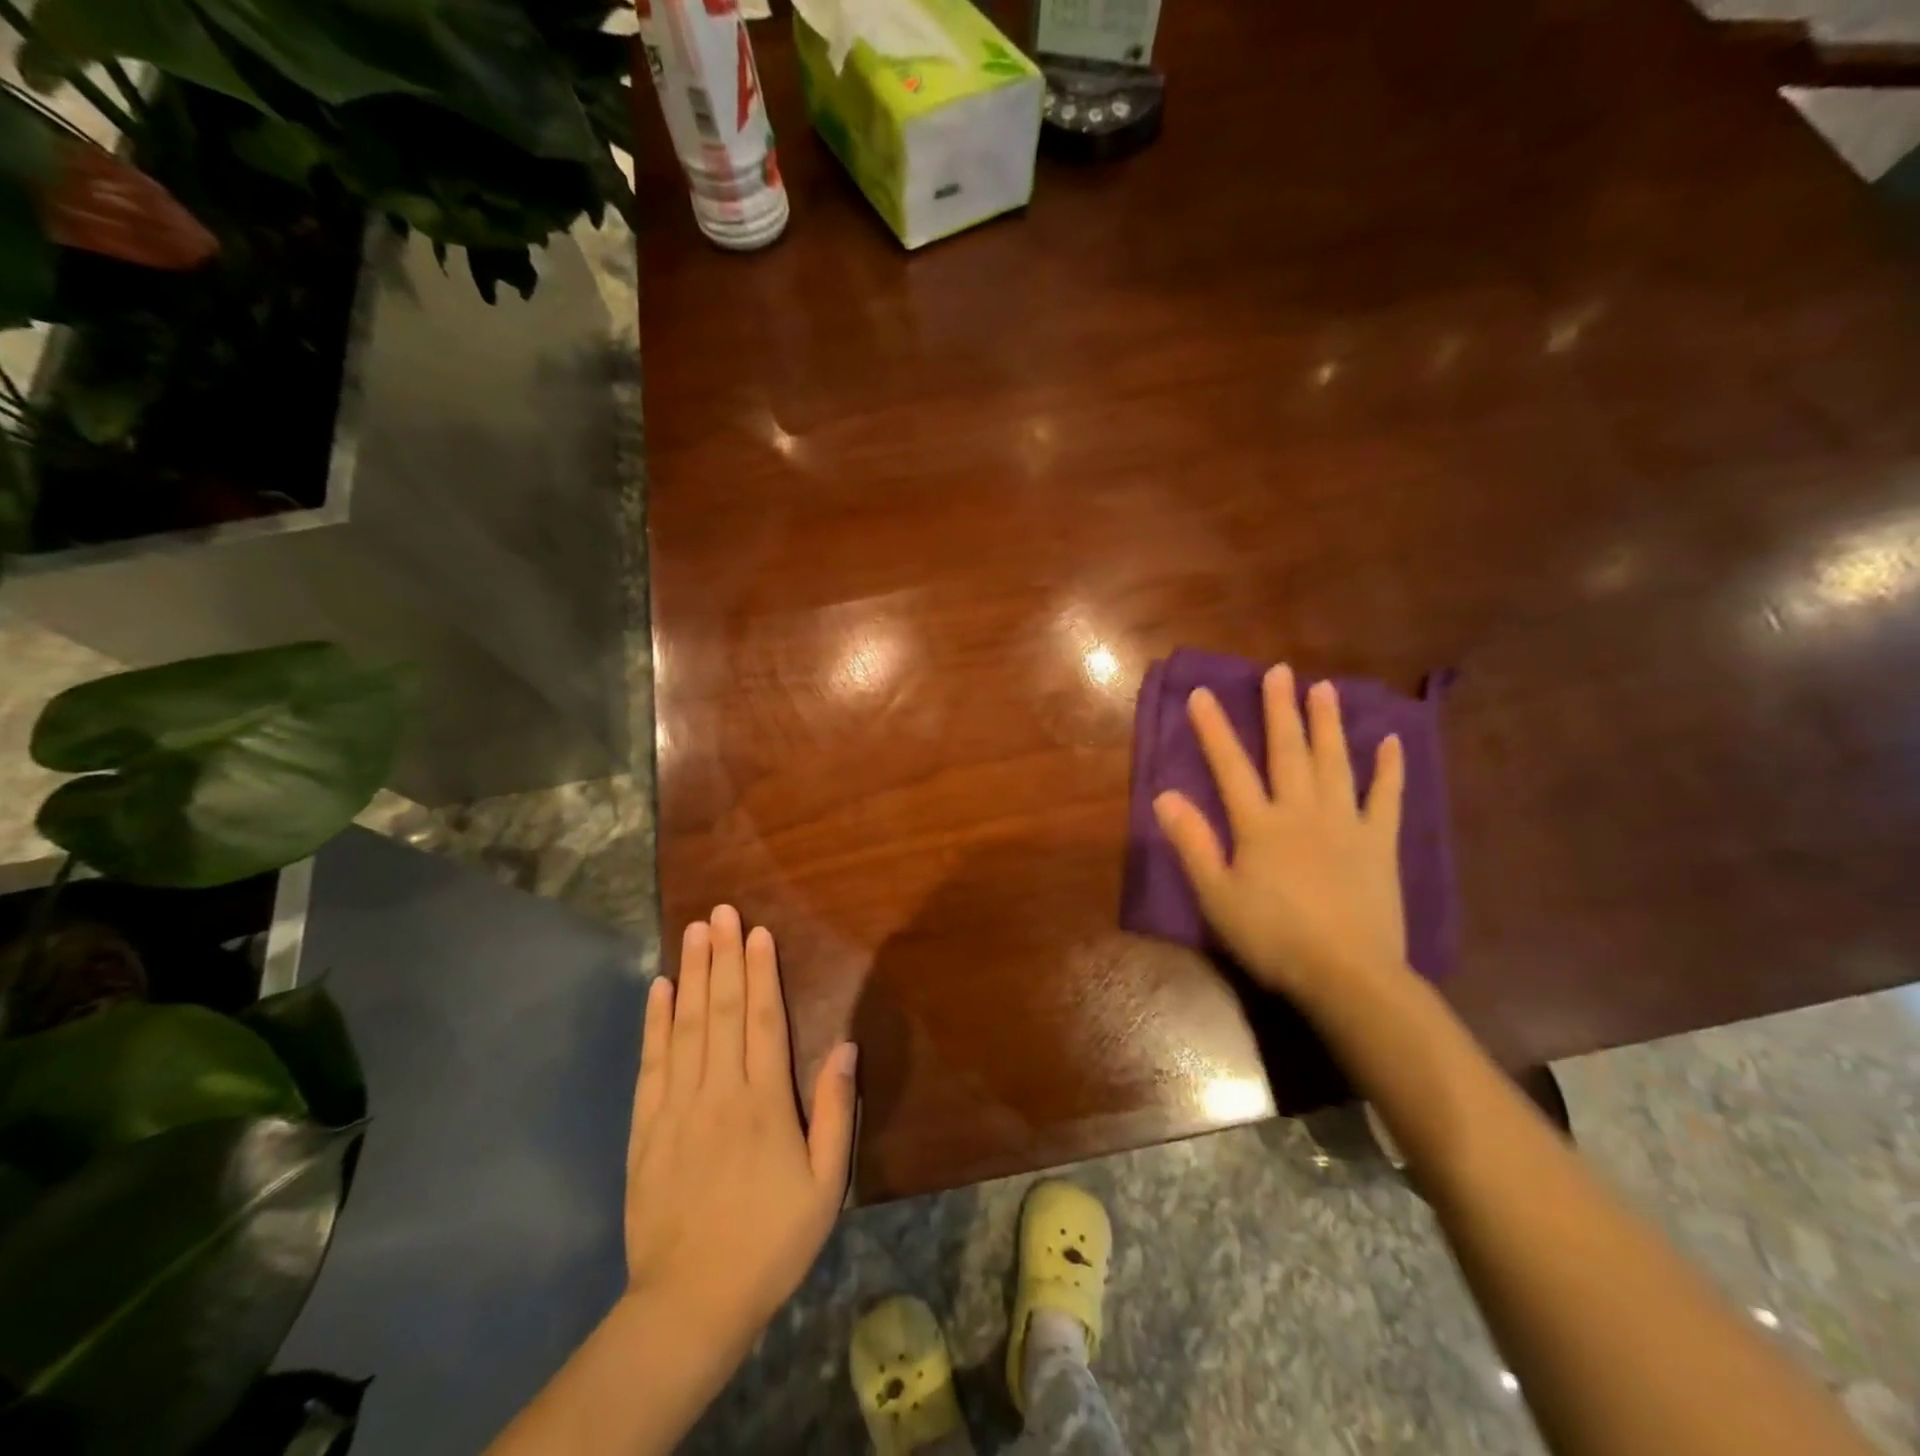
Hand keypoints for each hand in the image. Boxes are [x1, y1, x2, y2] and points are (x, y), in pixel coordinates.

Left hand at [622, 905, 856, 1358]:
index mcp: (764, 1102)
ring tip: (693, 932)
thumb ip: (834, 1110)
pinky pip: (652, 1064)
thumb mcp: (825, 1184)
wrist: (691, 1303)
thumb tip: (844, 1045)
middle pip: (722, 1010)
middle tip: (719, 911)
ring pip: (686, 1027)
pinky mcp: (645, 1128)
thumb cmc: (771, 1241)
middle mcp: (719, 1092)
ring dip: (692, 975)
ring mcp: (677, 1107)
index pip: (763, 1020)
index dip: (760, 971)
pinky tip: (660, 989)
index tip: (756, 931)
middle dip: (722, 957)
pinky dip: (655, 1022)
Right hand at [1151, 665, 1406, 1002]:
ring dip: (1328, 724)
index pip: (1230, 766)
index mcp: (1259, 825)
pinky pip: (1386, 798)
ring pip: (1335, 763)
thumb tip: (1164, 795)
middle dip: (1280, 710)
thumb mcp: (1217, 895)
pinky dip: (1389, 770)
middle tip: (1279, 671)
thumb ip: (1193, 842)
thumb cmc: (1273, 938)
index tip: (1202, 693)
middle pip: (1288, 752)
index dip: (1214, 729)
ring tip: (1325, 689)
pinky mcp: (1379, 844)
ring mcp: (1345, 824)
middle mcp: (1301, 812)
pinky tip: (1391, 742)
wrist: (1348, 974)